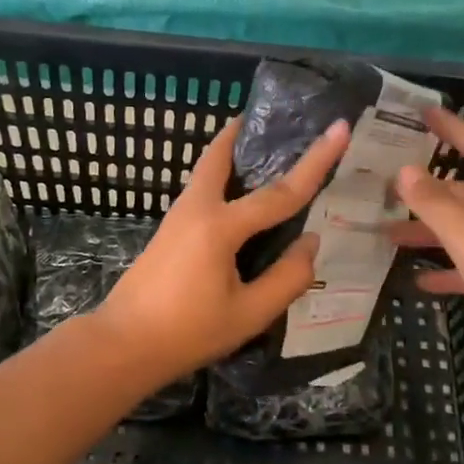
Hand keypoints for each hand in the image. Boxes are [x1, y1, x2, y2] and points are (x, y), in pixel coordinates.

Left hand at [96, 117, 351, 384]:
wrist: (123, 345)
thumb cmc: (188, 332)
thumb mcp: (249, 314)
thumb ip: (287, 278)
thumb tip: (311, 243)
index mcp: (220, 226)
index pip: (280, 192)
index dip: (316, 161)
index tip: (339, 128)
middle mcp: (196, 209)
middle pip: (220, 156)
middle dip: (243, 132)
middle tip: (270, 119)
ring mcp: (177, 217)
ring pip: (207, 171)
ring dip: (231, 153)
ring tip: (260, 150)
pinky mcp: (169, 231)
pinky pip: (201, 190)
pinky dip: (221, 178)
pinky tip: (239, 198)